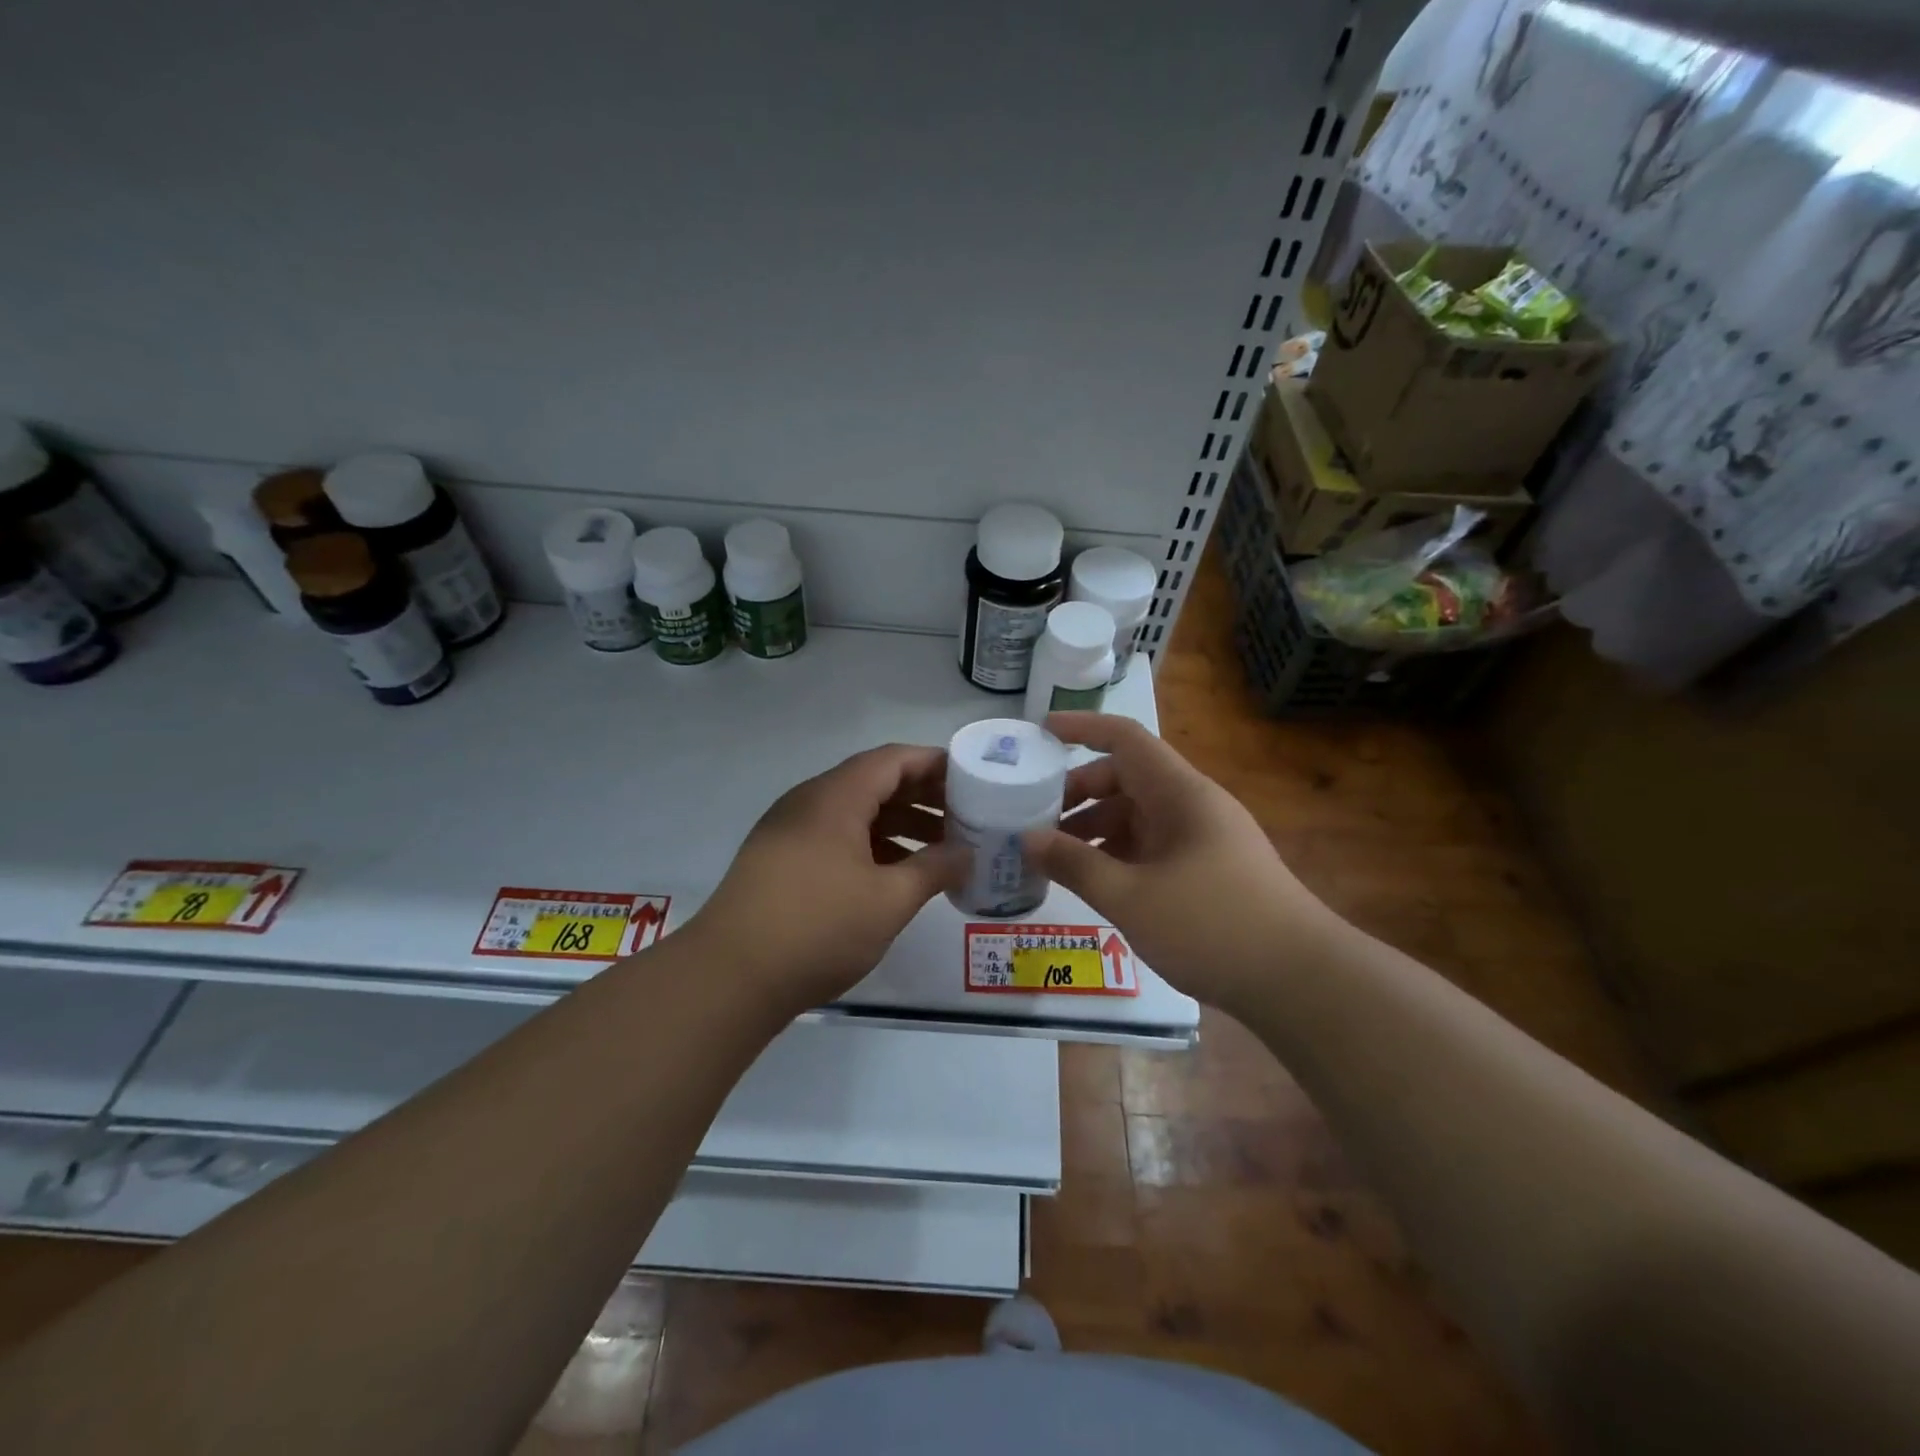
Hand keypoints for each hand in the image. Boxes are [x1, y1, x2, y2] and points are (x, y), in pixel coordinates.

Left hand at [686, 744, 964, 1009]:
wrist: (729, 976)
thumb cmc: (818, 928)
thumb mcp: (888, 901)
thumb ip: (934, 869)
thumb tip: (966, 852)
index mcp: (836, 798)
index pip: (893, 760)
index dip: (934, 765)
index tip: (971, 780)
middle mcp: (809, 802)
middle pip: (874, 782)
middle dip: (921, 797)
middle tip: (963, 817)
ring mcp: (789, 830)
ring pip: (854, 813)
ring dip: (898, 825)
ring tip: (938, 850)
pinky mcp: (779, 859)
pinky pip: (835, 837)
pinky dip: (870, 846)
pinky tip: (894, 875)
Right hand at [1026, 713, 1342, 1011]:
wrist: (1301, 980)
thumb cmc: (1212, 925)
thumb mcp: (1131, 897)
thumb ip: (1075, 865)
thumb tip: (1027, 839)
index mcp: (1179, 793)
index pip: (1125, 738)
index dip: (1082, 728)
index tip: (1040, 732)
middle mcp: (1192, 805)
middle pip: (1126, 778)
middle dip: (1078, 792)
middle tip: (1035, 817)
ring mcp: (1202, 838)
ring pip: (1138, 815)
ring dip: (1096, 828)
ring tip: (1055, 856)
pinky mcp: (1207, 869)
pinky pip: (1152, 846)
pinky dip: (1118, 854)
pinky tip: (1094, 881)